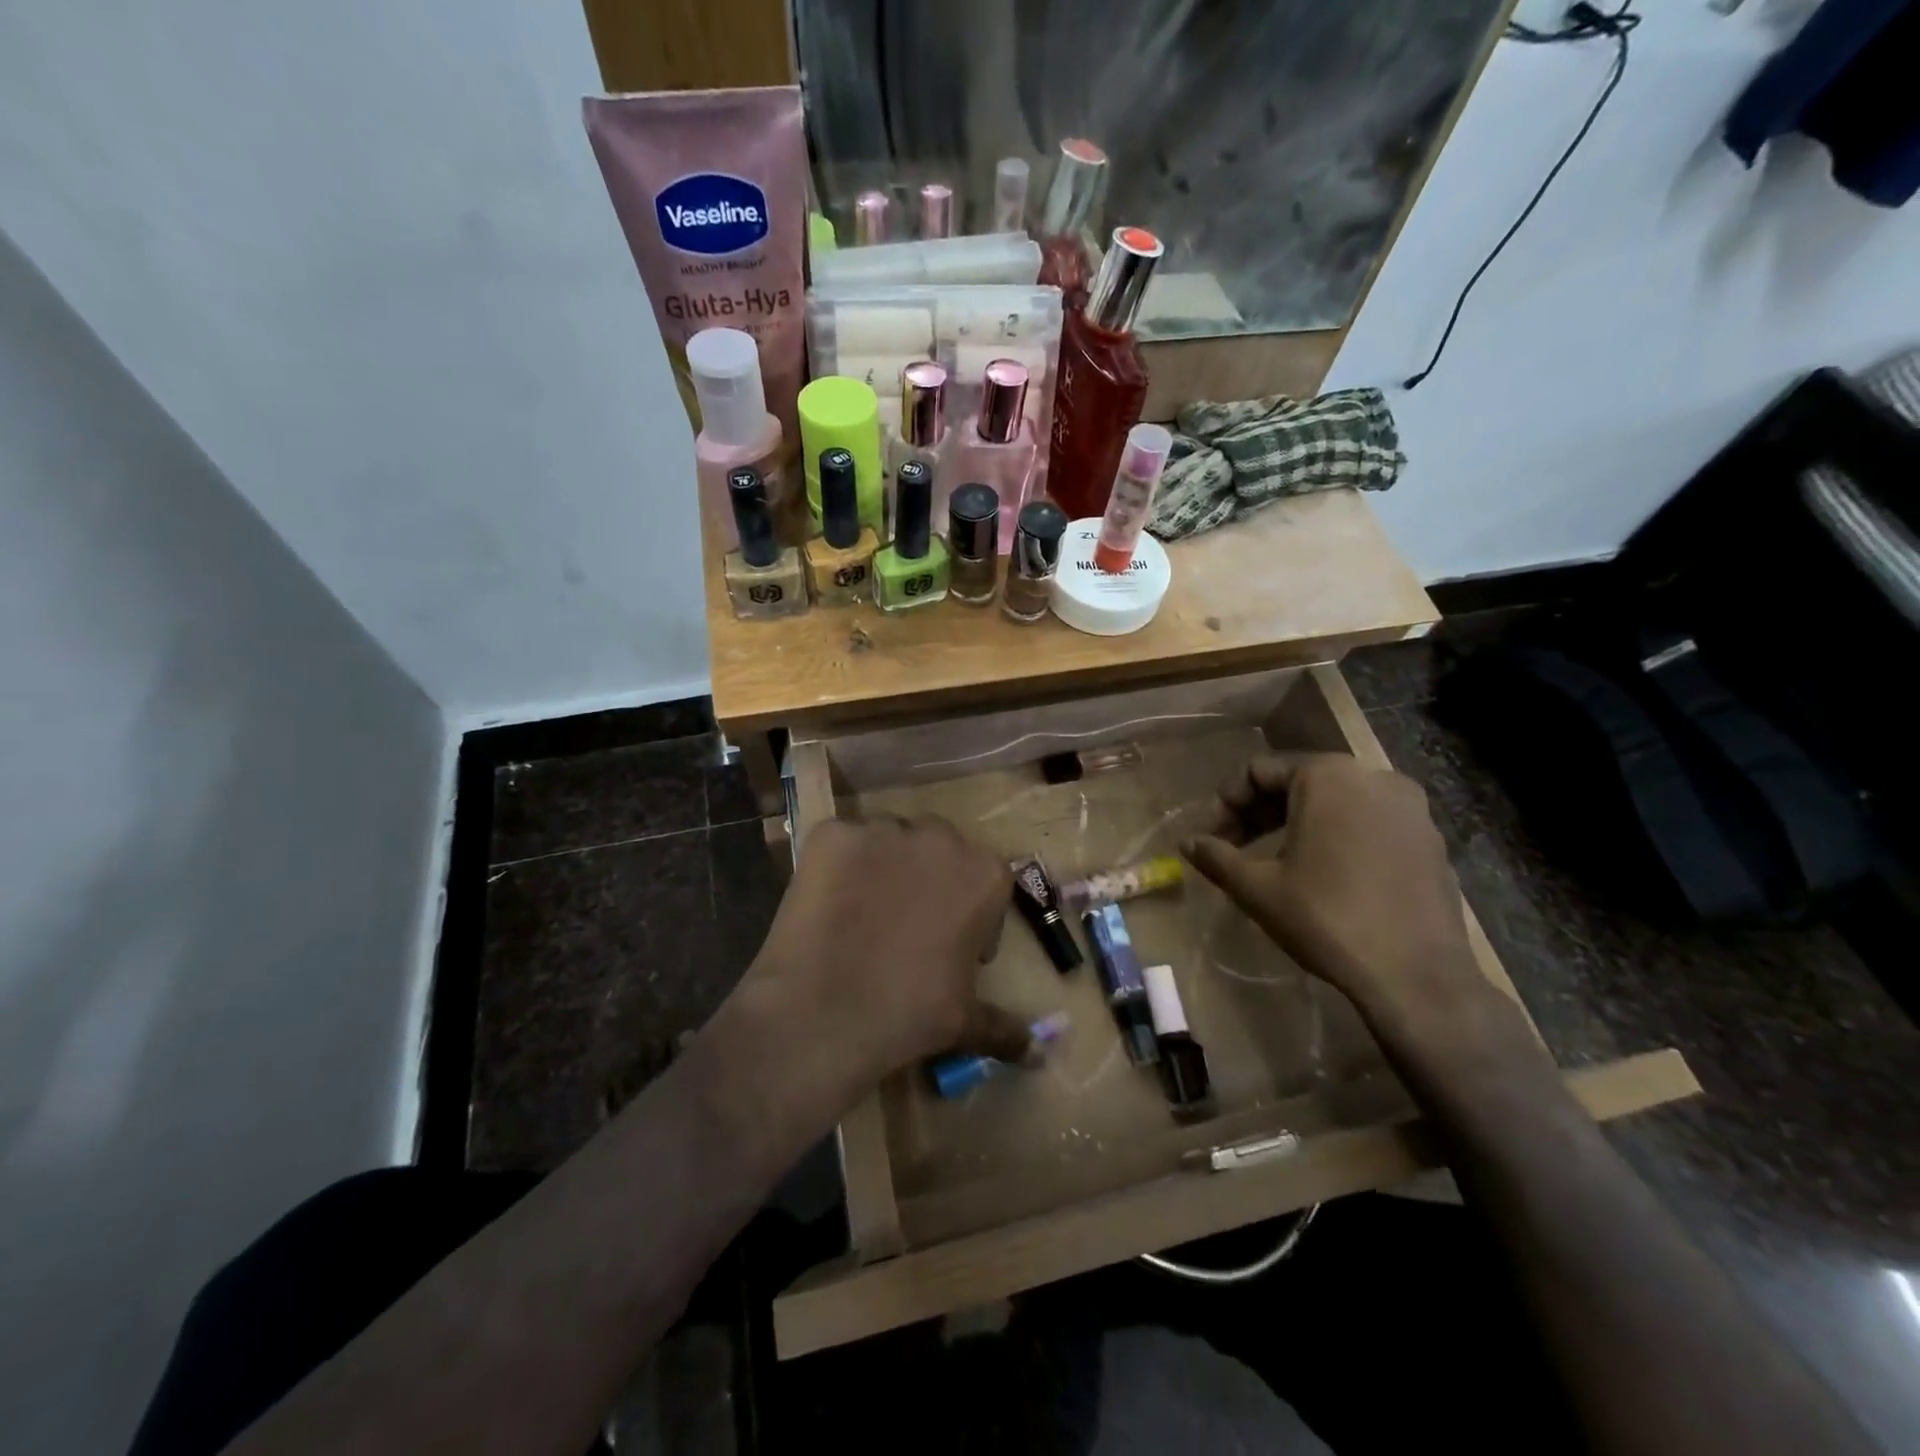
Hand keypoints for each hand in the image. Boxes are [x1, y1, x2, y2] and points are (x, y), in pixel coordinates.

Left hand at [733, 816, 1034, 1101]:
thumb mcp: (965, 1022)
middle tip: (906, 925)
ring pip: (889, 840)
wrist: (822, 1015)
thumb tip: (1039, 1053)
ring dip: (884, 866)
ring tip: (862, 913)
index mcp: (984, 874)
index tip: (952, 943)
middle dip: (929, 879)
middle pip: (938, 849)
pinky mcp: (831, 833)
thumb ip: (1005, 1027)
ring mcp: (882, 830)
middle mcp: (939, 837)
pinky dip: (837, 866)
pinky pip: (841, 841)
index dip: (971, 912)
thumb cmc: (908, 1014)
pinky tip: (827, 904)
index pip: (986, 879)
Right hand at [1182, 754, 1495, 1032]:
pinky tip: (1324, 873)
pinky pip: (1368, 822)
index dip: (1226, 803)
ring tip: (1275, 861)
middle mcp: (1372, 777)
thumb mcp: (1257, 888)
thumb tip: (1187, 843)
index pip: (1258, 771)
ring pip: (1335, 801)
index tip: (1211, 838)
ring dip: (1296, 823)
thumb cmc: (1327, 919)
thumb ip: (1217, 857)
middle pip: (1298, 781)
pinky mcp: (1429, 839)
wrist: (1417, 976)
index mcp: (1327, 776)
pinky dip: (1337, 835)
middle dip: (1259, 812)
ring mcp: (1409, 808)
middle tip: (1235, 848)